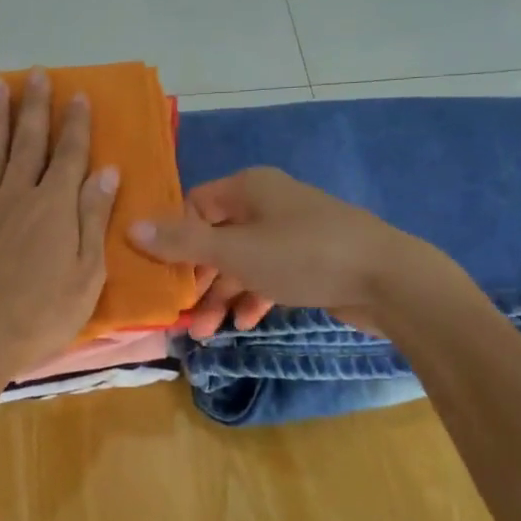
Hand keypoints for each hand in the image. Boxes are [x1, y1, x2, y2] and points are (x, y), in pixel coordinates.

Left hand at [0, 68, 119, 381]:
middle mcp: (16, 197)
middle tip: (36, 74)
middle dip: (35, 107)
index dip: (75, 124)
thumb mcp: (87, 273)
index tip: (77, 94)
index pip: (69, 156)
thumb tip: (107, 171)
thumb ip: (93, 218)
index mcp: (54, 207)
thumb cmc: (43, 315)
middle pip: (28, 144)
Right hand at [127, 167, 455, 338]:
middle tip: (182, 314)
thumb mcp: (236, 251)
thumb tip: (130, 226)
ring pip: (242, 262)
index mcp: (248, 188)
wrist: (389, 279)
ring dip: (222, 295)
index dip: (175, 240)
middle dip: (198, 278)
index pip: (194, 206)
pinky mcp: (310, 260)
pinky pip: (268, 275)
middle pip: (216, 238)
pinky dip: (253, 296)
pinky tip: (245, 322)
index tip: (162, 276)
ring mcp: (290, 232)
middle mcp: (267, 204)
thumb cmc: (304, 256)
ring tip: (205, 332)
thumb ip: (183, 242)